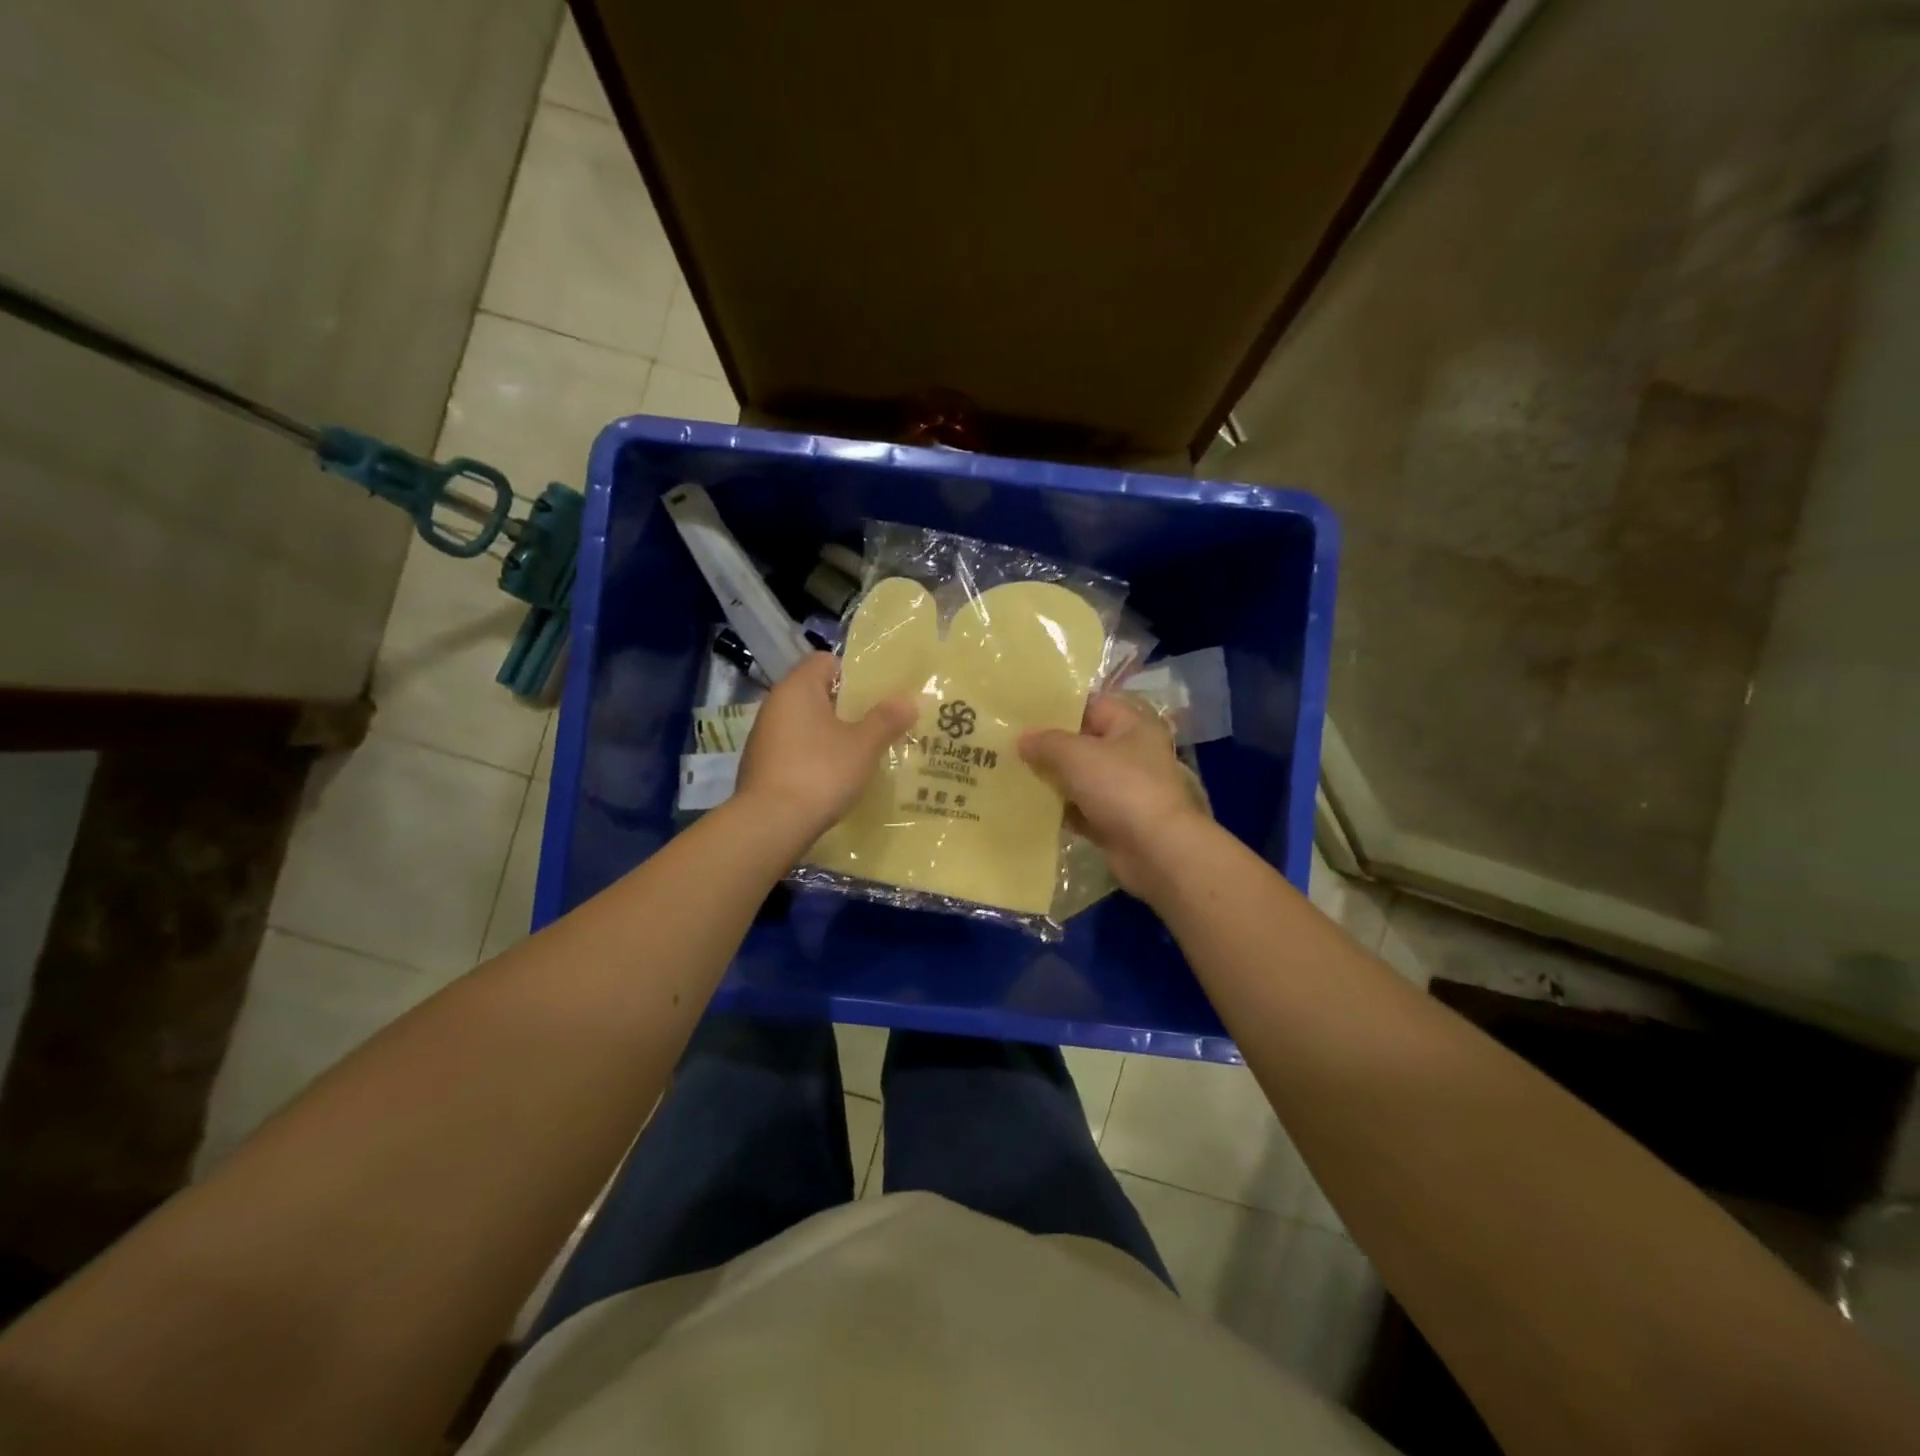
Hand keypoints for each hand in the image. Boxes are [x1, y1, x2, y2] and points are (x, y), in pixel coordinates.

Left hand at [735, 653, 915, 842]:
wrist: (770, 824)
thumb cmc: (820, 772)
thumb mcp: (862, 745)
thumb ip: (886, 719)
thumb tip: (909, 699)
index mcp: (797, 687)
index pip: (826, 661)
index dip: (854, 673)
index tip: (880, 693)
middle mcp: (776, 704)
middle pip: (818, 693)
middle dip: (849, 707)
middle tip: (882, 722)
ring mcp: (765, 736)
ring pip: (807, 724)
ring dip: (833, 733)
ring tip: (865, 751)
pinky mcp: (762, 766)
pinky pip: (796, 749)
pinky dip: (816, 756)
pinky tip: (837, 775)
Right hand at [1020, 695, 1210, 894]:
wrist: (1156, 851)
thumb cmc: (1121, 788)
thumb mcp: (1076, 755)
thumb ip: (1046, 742)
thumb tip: (1022, 739)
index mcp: (1131, 726)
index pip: (1090, 706)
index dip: (1057, 707)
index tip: (1021, 712)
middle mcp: (1130, 754)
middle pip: (1082, 743)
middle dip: (1047, 746)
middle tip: (1007, 744)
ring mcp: (1122, 791)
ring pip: (1078, 778)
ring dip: (1050, 779)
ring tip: (1009, 772)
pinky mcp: (1113, 822)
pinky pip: (1079, 809)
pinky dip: (1058, 809)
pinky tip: (1027, 806)